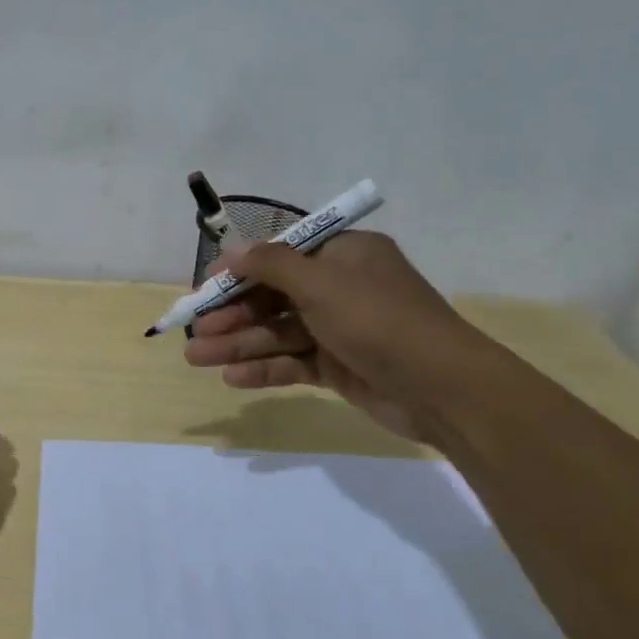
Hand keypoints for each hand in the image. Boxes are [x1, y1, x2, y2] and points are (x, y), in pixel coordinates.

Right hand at [183, 231, 490, 445]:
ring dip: (239, 344)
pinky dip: (265, 368)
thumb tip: (231, 250)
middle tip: (195, 330)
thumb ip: (271, 265)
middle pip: (274, 296)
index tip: (206, 285)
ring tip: (196, 358)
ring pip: (278, 332)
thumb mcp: (322, 283)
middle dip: (233, 314)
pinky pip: (293, 361)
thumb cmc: (379, 320)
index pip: (281, 255)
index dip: (241, 269)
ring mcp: (339, 329)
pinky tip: (232, 378)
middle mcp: (340, 287)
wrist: (443, 389)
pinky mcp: (339, 366)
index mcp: (343, 255)